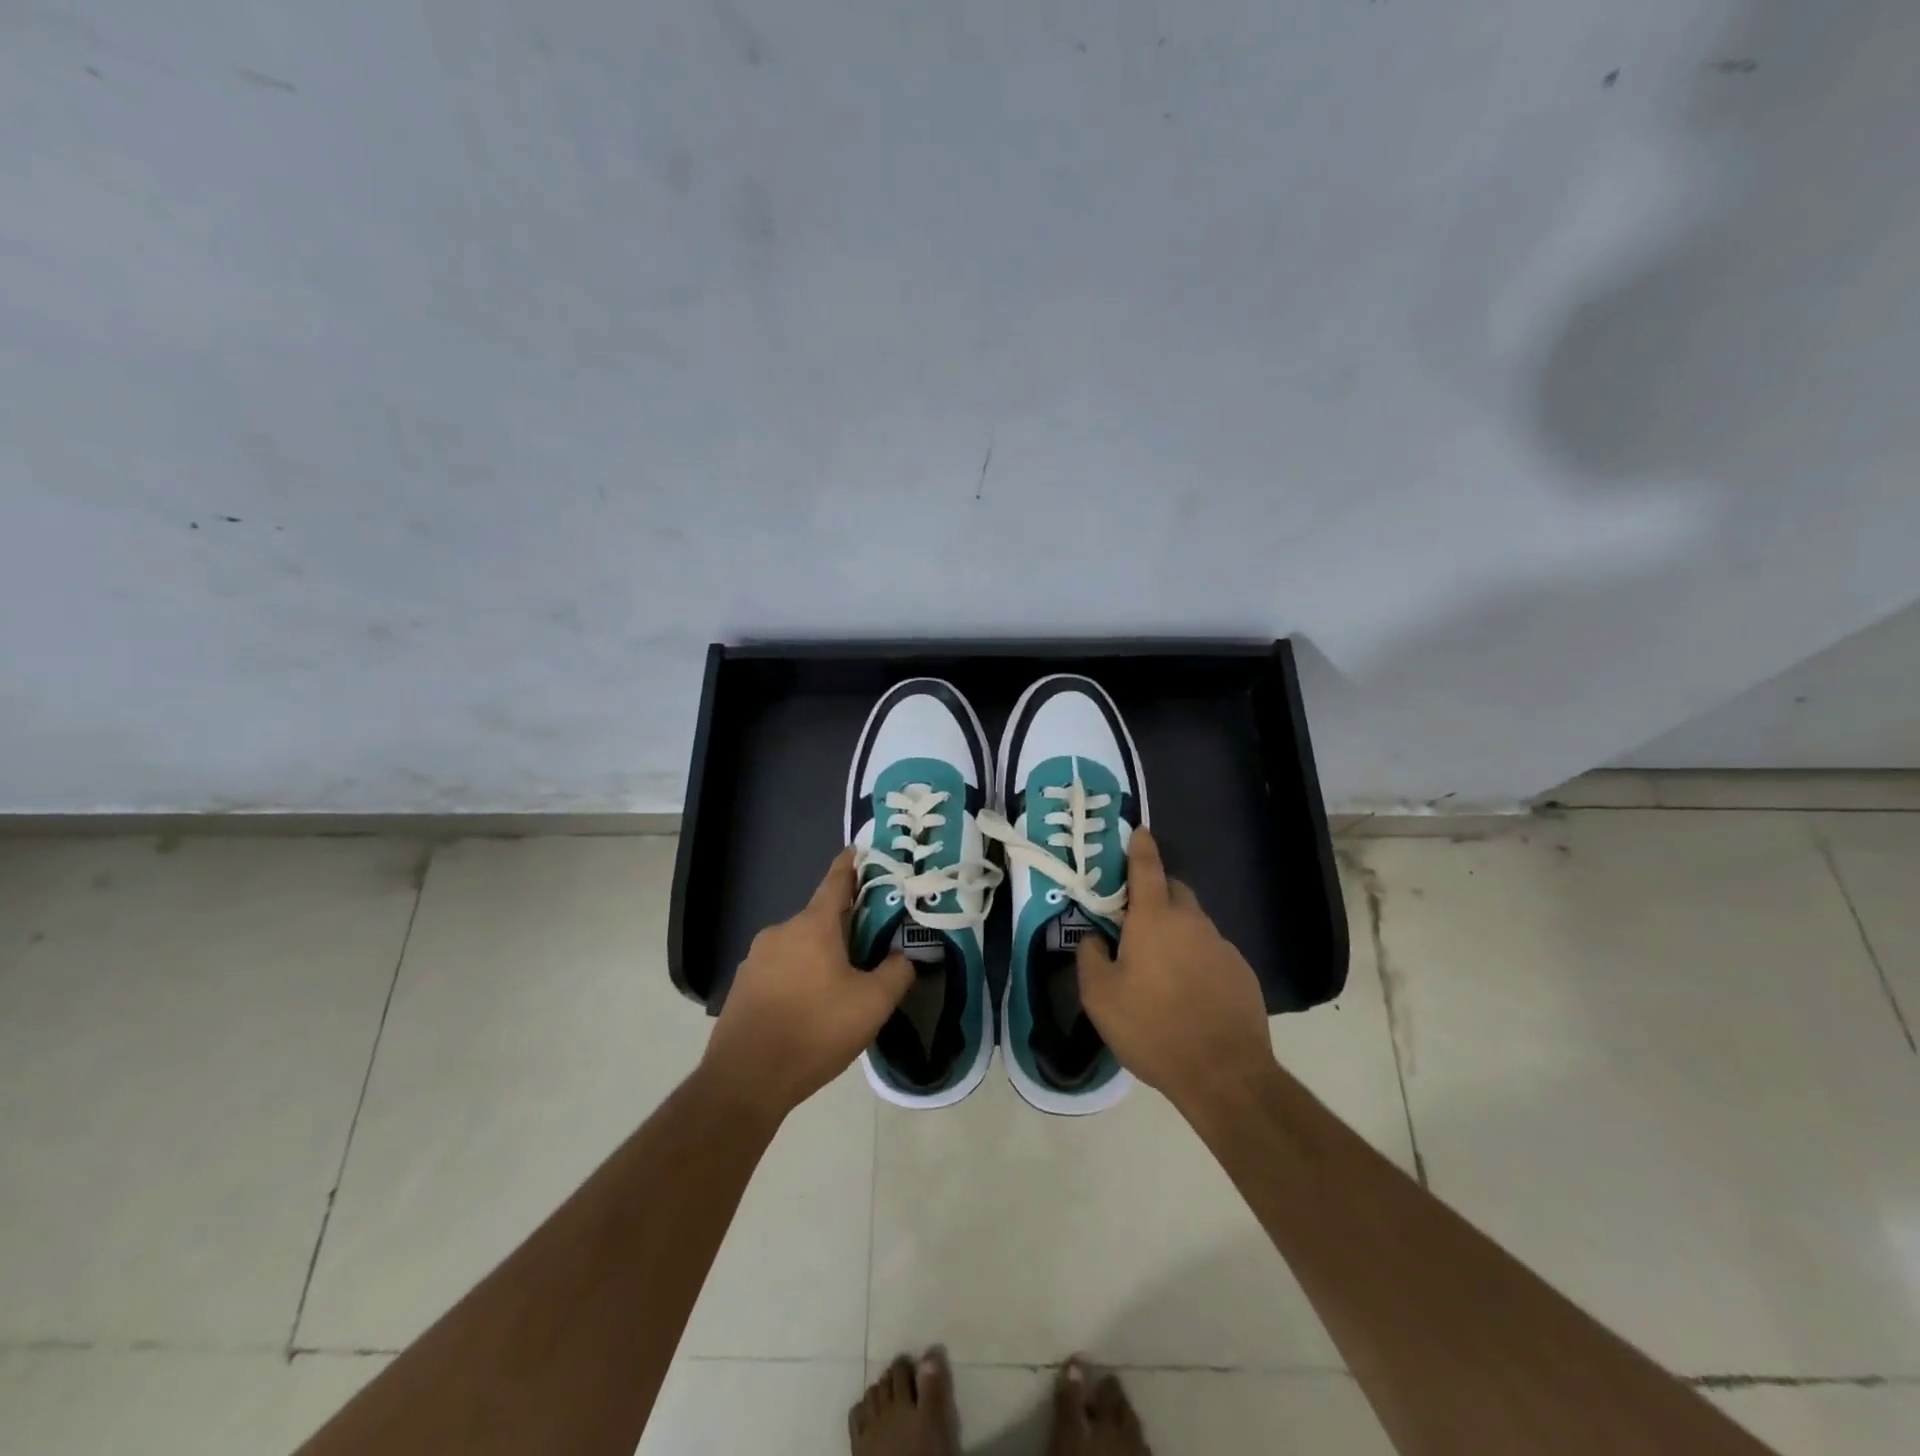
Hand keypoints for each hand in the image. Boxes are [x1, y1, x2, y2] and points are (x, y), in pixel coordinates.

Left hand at [701, 849, 913, 1122]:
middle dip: (845, 925)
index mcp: (813, 925)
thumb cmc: (815, 1031)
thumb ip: (897, 972)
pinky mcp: (742, 984)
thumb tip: (904, 955)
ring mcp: (756, 958)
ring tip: (842, 985)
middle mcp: (781, 931)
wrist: (745, 1080)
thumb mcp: (873, 1004)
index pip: (836, 880)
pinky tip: (809, 1007)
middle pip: (820, 917)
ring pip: (800, 944)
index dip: (851, 864)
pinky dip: (799, 975)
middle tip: (871, 944)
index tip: (861, 850)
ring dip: (821, 954)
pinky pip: (780, 968)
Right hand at [1076, 828, 1274, 1116]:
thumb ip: (1090, 956)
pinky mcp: (1242, 972)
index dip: (1141, 847)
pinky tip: (1188, 992)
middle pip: (1173, 891)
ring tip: (1160, 968)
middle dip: (1155, 893)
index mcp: (1154, 919)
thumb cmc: (1152, 1028)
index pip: (1147, 867)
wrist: (1224, 1074)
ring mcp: (1222, 946)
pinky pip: (1211, 951)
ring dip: (1175, 931)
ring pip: (1193, 923)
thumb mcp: (1100, 996)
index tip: (1139, 831)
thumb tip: (1094, 937)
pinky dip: (1196, 958)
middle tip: (1135, 919)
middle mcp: (1192, 922)